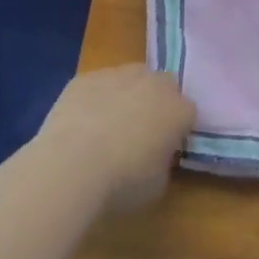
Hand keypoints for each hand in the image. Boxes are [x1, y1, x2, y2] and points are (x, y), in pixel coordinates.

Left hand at [33, 65, 193, 212]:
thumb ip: (163, 161)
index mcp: (180, 110)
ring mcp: (119, 76)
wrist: (71, 167)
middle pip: (163, 86)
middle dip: (156, 102)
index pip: (187, 113)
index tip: (165, 147)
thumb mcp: (158, 183)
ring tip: (107, 125)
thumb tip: (154, 155)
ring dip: (126, 95)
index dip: (176, 129)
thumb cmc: (122, 182)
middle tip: (139, 130)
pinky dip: (94, 98)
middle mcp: (155, 84)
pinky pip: (97, 84)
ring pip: (130, 79)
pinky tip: (81, 123)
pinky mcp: (86, 77)